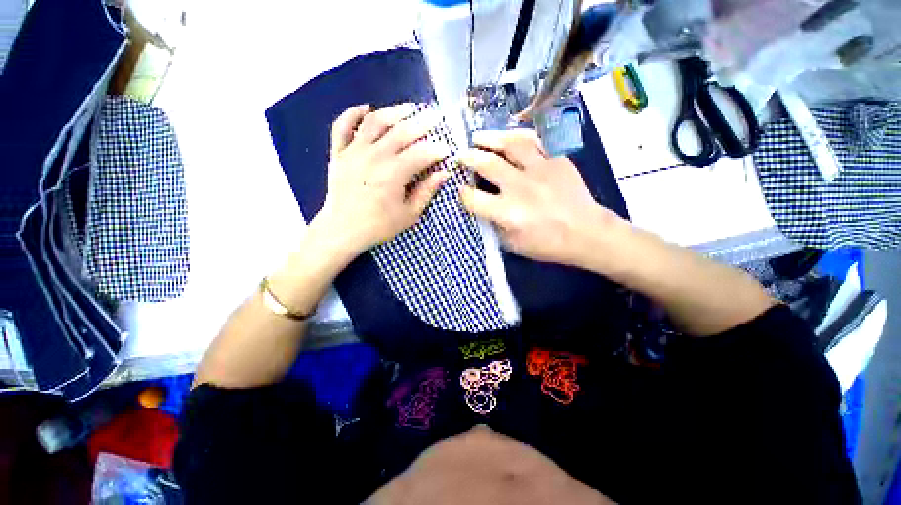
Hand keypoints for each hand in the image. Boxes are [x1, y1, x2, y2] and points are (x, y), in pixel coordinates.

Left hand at [312, 103, 451, 257]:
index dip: (437, 149)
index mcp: (394, 172)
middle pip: (402, 131)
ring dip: (394, 111)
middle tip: (435, 116)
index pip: (422, 153)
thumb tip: (443, 174)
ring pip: (375, 122)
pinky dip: (353, 113)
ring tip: (409, 107)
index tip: (447, 149)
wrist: (342, 230)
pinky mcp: (338, 153)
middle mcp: (375, 155)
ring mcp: (354, 151)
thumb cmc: (379, 225)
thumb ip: (426, 192)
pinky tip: (366, 108)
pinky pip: (342, 126)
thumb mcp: (409, 214)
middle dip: (422, 122)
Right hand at [459, 129, 623, 266]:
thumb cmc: (547, 244)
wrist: (586, 233)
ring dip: (490, 138)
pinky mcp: (556, 160)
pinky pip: (534, 142)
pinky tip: (510, 137)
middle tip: (460, 155)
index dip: (463, 194)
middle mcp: (520, 188)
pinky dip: (519, 137)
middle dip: (468, 157)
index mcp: (508, 212)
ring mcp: (540, 170)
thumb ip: (493, 225)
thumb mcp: (512, 244)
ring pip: (510, 145)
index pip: (473, 199)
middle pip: (487, 164)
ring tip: (478, 137)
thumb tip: (482, 208)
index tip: (461, 191)